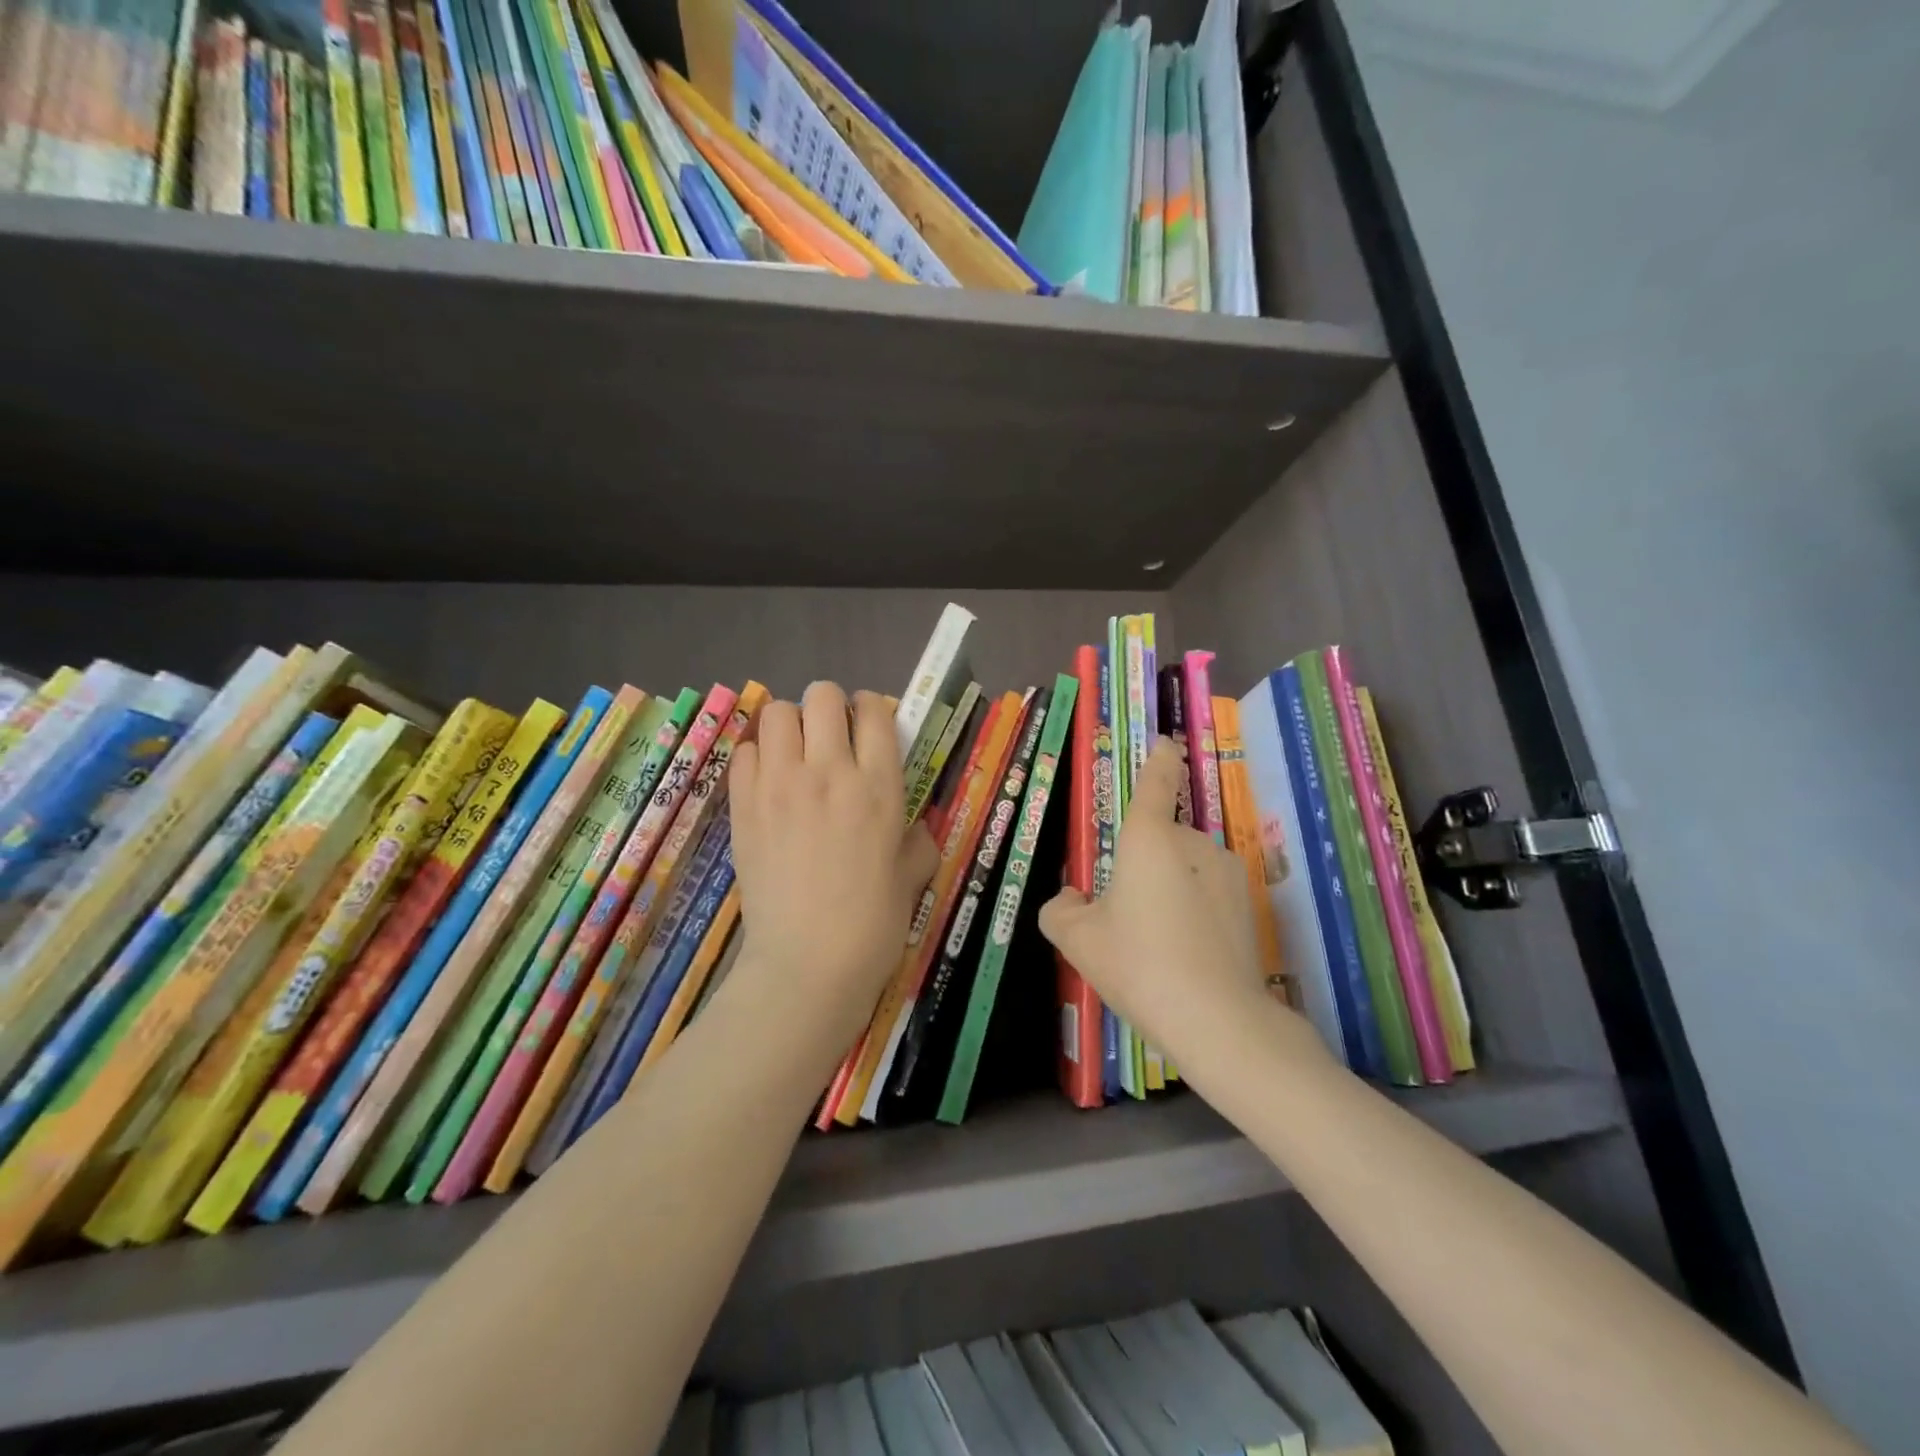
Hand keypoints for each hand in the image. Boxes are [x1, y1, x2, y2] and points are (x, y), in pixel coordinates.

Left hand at [727, 683, 938, 1060]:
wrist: (807, 965)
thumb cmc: (872, 925)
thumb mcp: (913, 877)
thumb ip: (917, 839)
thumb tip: (912, 825)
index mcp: (879, 786)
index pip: (874, 710)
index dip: (872, 709)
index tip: (868, 728)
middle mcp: (829, 772)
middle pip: (822, 695)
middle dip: (829, 707)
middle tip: (830, 738)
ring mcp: (780, 785)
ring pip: (775, 713)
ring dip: (789, 725)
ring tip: (794, 754)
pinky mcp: (743, 806)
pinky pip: (743, 752)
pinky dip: (756, 757)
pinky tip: (767, 783)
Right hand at [1040, 738, 1329, 1072]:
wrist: (1217, 1020)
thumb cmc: (1138, 964)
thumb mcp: (1077, 939)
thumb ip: (1060, 908)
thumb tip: (1072, 896)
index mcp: (1150, 838)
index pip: (1156, 783)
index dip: (1159, 760)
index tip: (1166, 743)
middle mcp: (1194, 843)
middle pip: (1162, 839)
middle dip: (1143, 864)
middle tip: (1124, 915)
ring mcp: (1227, 874)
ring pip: (1186, 868)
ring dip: (1170, 888)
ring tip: (1155, 942)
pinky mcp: (1248, 906)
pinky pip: (1207, 894)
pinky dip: (1193, 910)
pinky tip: (1185, 954)